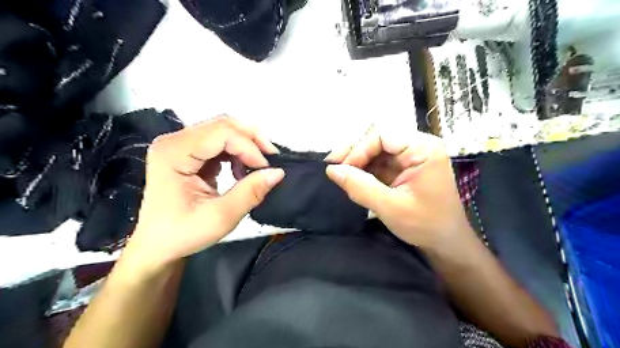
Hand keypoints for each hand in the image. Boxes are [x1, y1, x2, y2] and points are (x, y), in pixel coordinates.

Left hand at [122, 116, 285, 273]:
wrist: (157, 246)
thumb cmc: (182, 234)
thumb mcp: (221, 217)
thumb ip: (250, 192)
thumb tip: (278, 172)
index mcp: (174, 153)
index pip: (222, 133)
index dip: (249, 147)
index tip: (267, 169)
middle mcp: (175, 141)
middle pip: (223, 125)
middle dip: (252, 140)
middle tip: (270, 161)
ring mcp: (181, 145)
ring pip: (224, 131)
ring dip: (246, 146)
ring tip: (257, 169)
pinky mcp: (188, 152)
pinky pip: (220, 142)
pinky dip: (238, 153)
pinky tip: (241, 171)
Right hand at [325, 127, 469, 251]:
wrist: (445, 243)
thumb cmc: (425, 225)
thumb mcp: (391, 207)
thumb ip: (360, 187)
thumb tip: (332, 170)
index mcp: (423, 148)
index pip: (383, 135)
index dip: (358, 149)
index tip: (341, 168)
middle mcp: (417, 146)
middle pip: (378, 139)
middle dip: (354, 153)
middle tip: (332, 166)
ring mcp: (410, 156)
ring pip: (375, 150)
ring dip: (356, 160)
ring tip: (337, 172)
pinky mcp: (403, 168)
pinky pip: (378, 162)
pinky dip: (362, 169)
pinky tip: (350, 177)